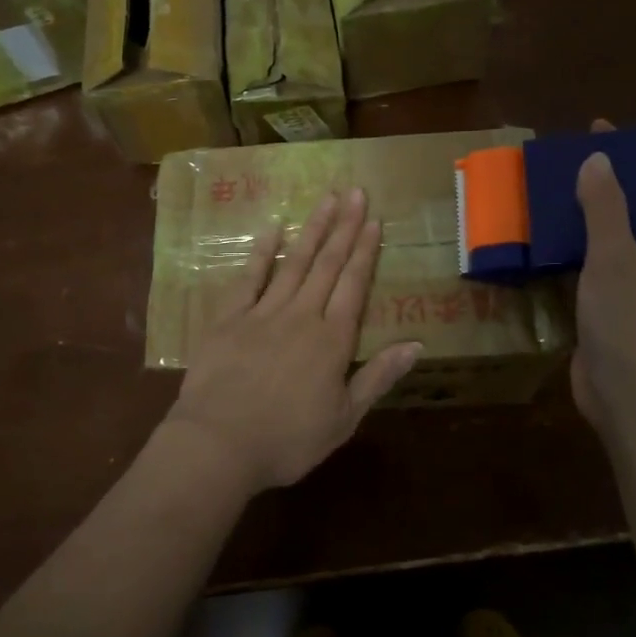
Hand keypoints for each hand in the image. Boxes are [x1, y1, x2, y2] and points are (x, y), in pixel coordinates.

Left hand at [164, 189, 421, 492]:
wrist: (219, 443)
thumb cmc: (287, 440)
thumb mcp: (344, 419)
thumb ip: (378, 377)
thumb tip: (416, 344)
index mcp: (331, 340)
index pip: (354, 285)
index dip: (365, 251)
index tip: (374, 220)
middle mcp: (301, 315)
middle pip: (327, 264)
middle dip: (344, 227)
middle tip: (356, 192)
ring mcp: (263, 312)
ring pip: (294, 262)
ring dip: (312, 229)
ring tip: (327, 199)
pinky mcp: (230, 317)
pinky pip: (250, 277)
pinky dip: (262, 251)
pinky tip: (272, 227)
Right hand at [571, 119, 635, 439]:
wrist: (627, 405)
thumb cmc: (633, 330)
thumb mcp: (617, 262)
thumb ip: (606, 211)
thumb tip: (598, 159)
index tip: (610, 134)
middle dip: (611, 187)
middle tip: (576, 158)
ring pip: (616, 243)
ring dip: (589, 220)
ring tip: (557, 189)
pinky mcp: (616, 313)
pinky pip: (597, 269)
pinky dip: (577, 251)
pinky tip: (550, 237)